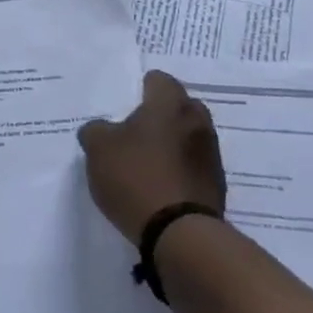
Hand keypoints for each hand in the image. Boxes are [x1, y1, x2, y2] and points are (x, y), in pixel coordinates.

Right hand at [79, 70, 225, 242]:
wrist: (180, 233)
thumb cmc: (136, 177)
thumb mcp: (98, 149)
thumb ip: (96, 130)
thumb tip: (100, 130)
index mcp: (170, 103)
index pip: (158, 79)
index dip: (138, 89)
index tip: (123, 107)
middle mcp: (197, 120)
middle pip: (177, 107)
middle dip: (159, 116)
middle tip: (133, 134)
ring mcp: (211, 153)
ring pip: (187, 136)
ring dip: (171, 144)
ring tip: (146, 165)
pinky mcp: (216, 184)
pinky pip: (193, 165)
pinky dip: (179, 170)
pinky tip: (160, 187)